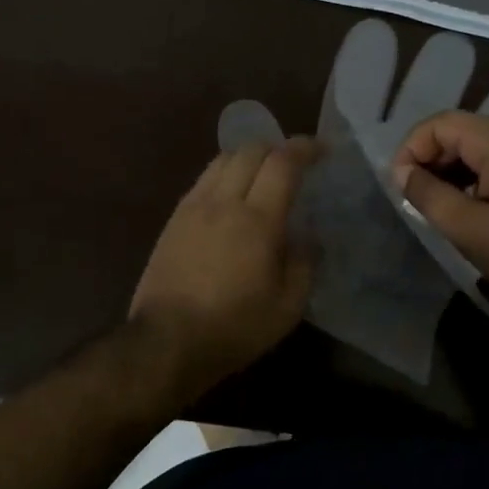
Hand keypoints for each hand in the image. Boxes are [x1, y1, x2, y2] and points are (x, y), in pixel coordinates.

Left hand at [129, 137, 318, 401]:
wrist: (166, 341)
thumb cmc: (234, 327)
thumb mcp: (287, 307)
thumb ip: (305, 265)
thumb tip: (308, 237)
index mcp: (257, 219)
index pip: (283, 163)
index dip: (305, 148)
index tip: (322, 149)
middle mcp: (224, 201)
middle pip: (251, 151)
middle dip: (278, 147)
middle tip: (295, 162)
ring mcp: (194, 206)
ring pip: (223, 159)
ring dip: (248, 156)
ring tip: (262, 173)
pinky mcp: (174, 218)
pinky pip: (204, 179)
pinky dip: (225, 173)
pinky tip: (231, 195)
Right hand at [391, 111, 488, 319]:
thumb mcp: (472, 231)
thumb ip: (429, 196)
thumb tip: (403, 173)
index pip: (443, 123)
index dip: (413, 148)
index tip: (401, 185)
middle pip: (462, 131)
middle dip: (431, 159)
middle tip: (416, 197)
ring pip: (481, 147)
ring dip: (453, 170)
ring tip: (439, 206)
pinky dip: (477, 177)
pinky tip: (473, 209)